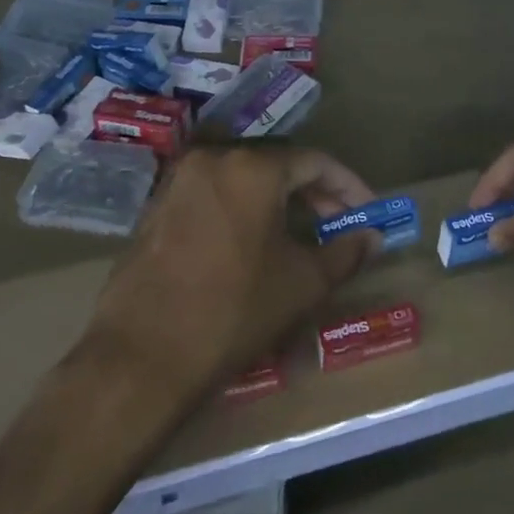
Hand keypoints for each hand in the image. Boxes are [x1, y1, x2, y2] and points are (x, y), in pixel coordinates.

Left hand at [84, 147, 379, 398]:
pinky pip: (213, 194)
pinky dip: (242, 209)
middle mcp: (213, 159)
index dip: (348, 185)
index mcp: (252, 167)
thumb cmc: (234, 311)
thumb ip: (345, 253)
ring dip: (277, 200)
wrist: (143, 354)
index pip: (315, 162)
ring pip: (243, 178)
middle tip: (339, 224)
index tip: (368, 211)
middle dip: (314, 192)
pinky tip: (254, 242)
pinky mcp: (157, 206)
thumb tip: (371, 237)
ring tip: (300, 234)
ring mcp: (179, 181)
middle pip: (276, 164)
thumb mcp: (302, 283)